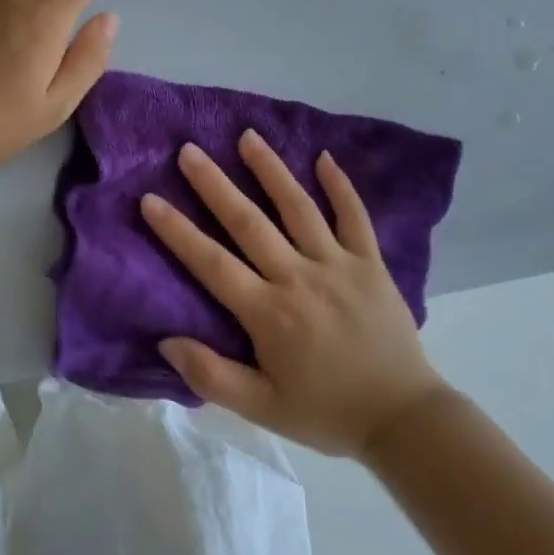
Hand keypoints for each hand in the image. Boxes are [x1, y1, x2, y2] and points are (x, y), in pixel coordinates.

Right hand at [142, 133, 452, 456]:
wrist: (403, 418)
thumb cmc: (325, 412)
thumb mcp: (262, 409)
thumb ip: (212, 376)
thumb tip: (166, 342)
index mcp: (269, 313)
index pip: (212, 263)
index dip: (178, 231)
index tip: (150, 199)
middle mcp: (299, 278)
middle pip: (249, 222)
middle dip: (215, 184)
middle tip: (189, 151)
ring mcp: (338, 265)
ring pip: (298, 208)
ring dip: (270, 170)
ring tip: (247, 136)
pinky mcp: (371, 263)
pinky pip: (354, 216)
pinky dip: (340, 186)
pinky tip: (324, 156)